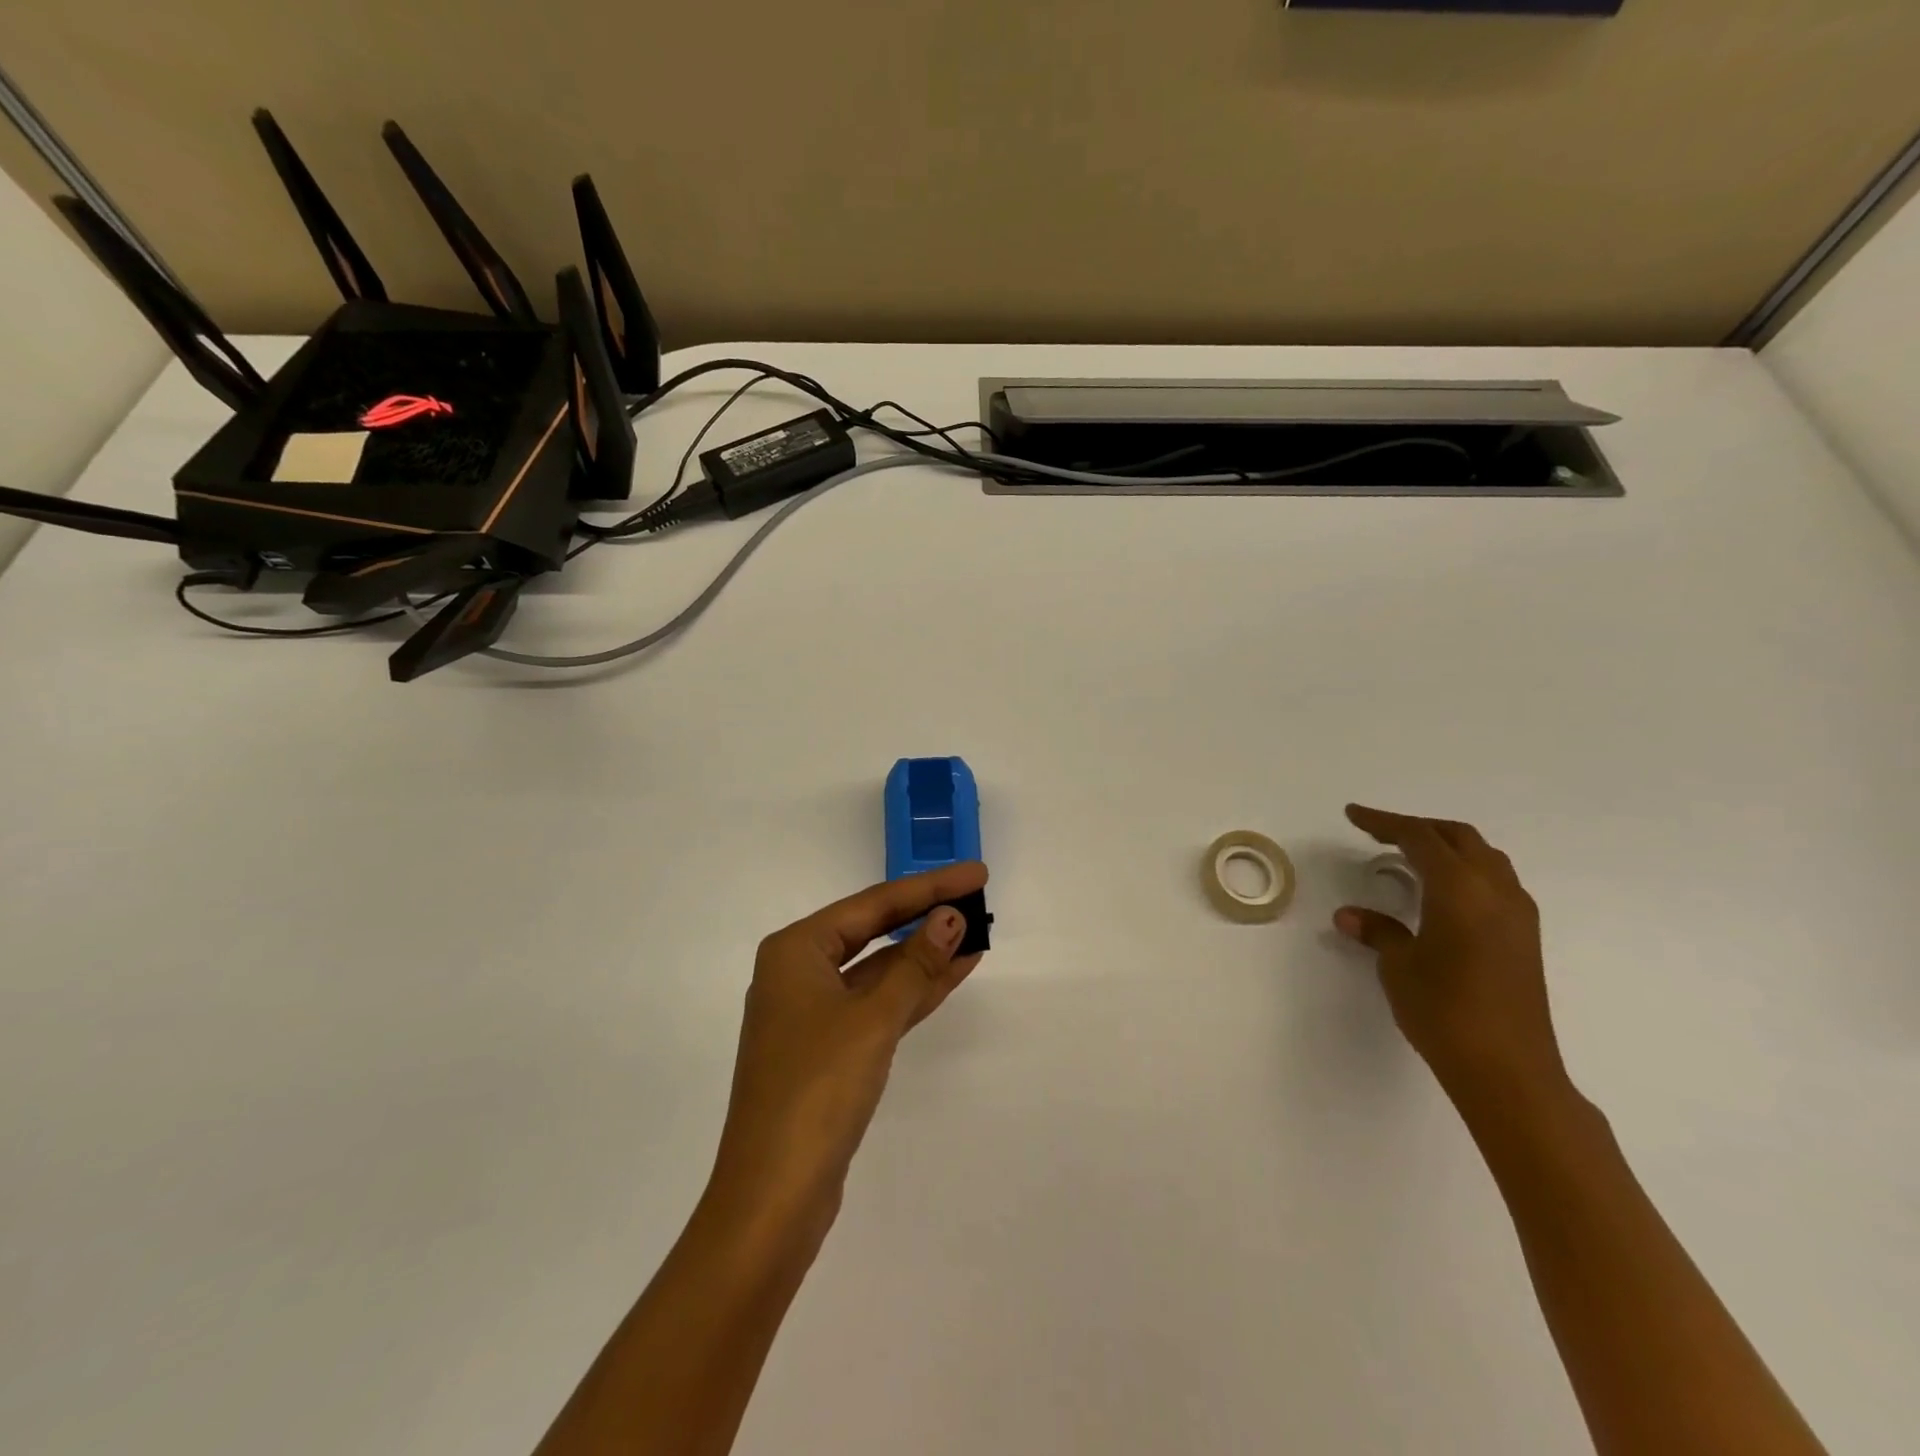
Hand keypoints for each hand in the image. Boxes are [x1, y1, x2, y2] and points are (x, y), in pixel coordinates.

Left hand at [704, 862, 989, 1243]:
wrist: (773, 1197)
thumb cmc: (817, 1089)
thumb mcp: (873, 1018)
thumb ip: (915, 965)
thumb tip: (951, 917)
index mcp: (795, 950)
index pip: (873, 904)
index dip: (929, 887)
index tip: (976, 873)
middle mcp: (799, 973)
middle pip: (874, 932)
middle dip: (926, 918)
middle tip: (978, 897)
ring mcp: (813, 1014)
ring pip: (880, 971)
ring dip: (926, 956)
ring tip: (977, 934)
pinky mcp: (829, 1050)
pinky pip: (878, 1005)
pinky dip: (914, 992)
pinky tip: (952, 975)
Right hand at [1335, 805, 1569, 1110]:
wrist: (1508, 1070)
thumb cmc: (1444, 1010)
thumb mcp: (1399, 966)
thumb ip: (1378, 931)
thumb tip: (1351, 916)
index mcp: (1460, 889)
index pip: (1419, 837)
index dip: (1383, 822)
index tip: (1353, 816)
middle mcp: (1496, 890)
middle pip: (1458, 837)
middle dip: (1417, 828)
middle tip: (1379, 834)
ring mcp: (1517, 913)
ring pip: (1483, 856)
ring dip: (1445, 847)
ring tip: (1410, 857)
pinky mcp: (1525, 937)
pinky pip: (1495, 881)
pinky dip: (1464, 870)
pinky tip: (1442, 892)